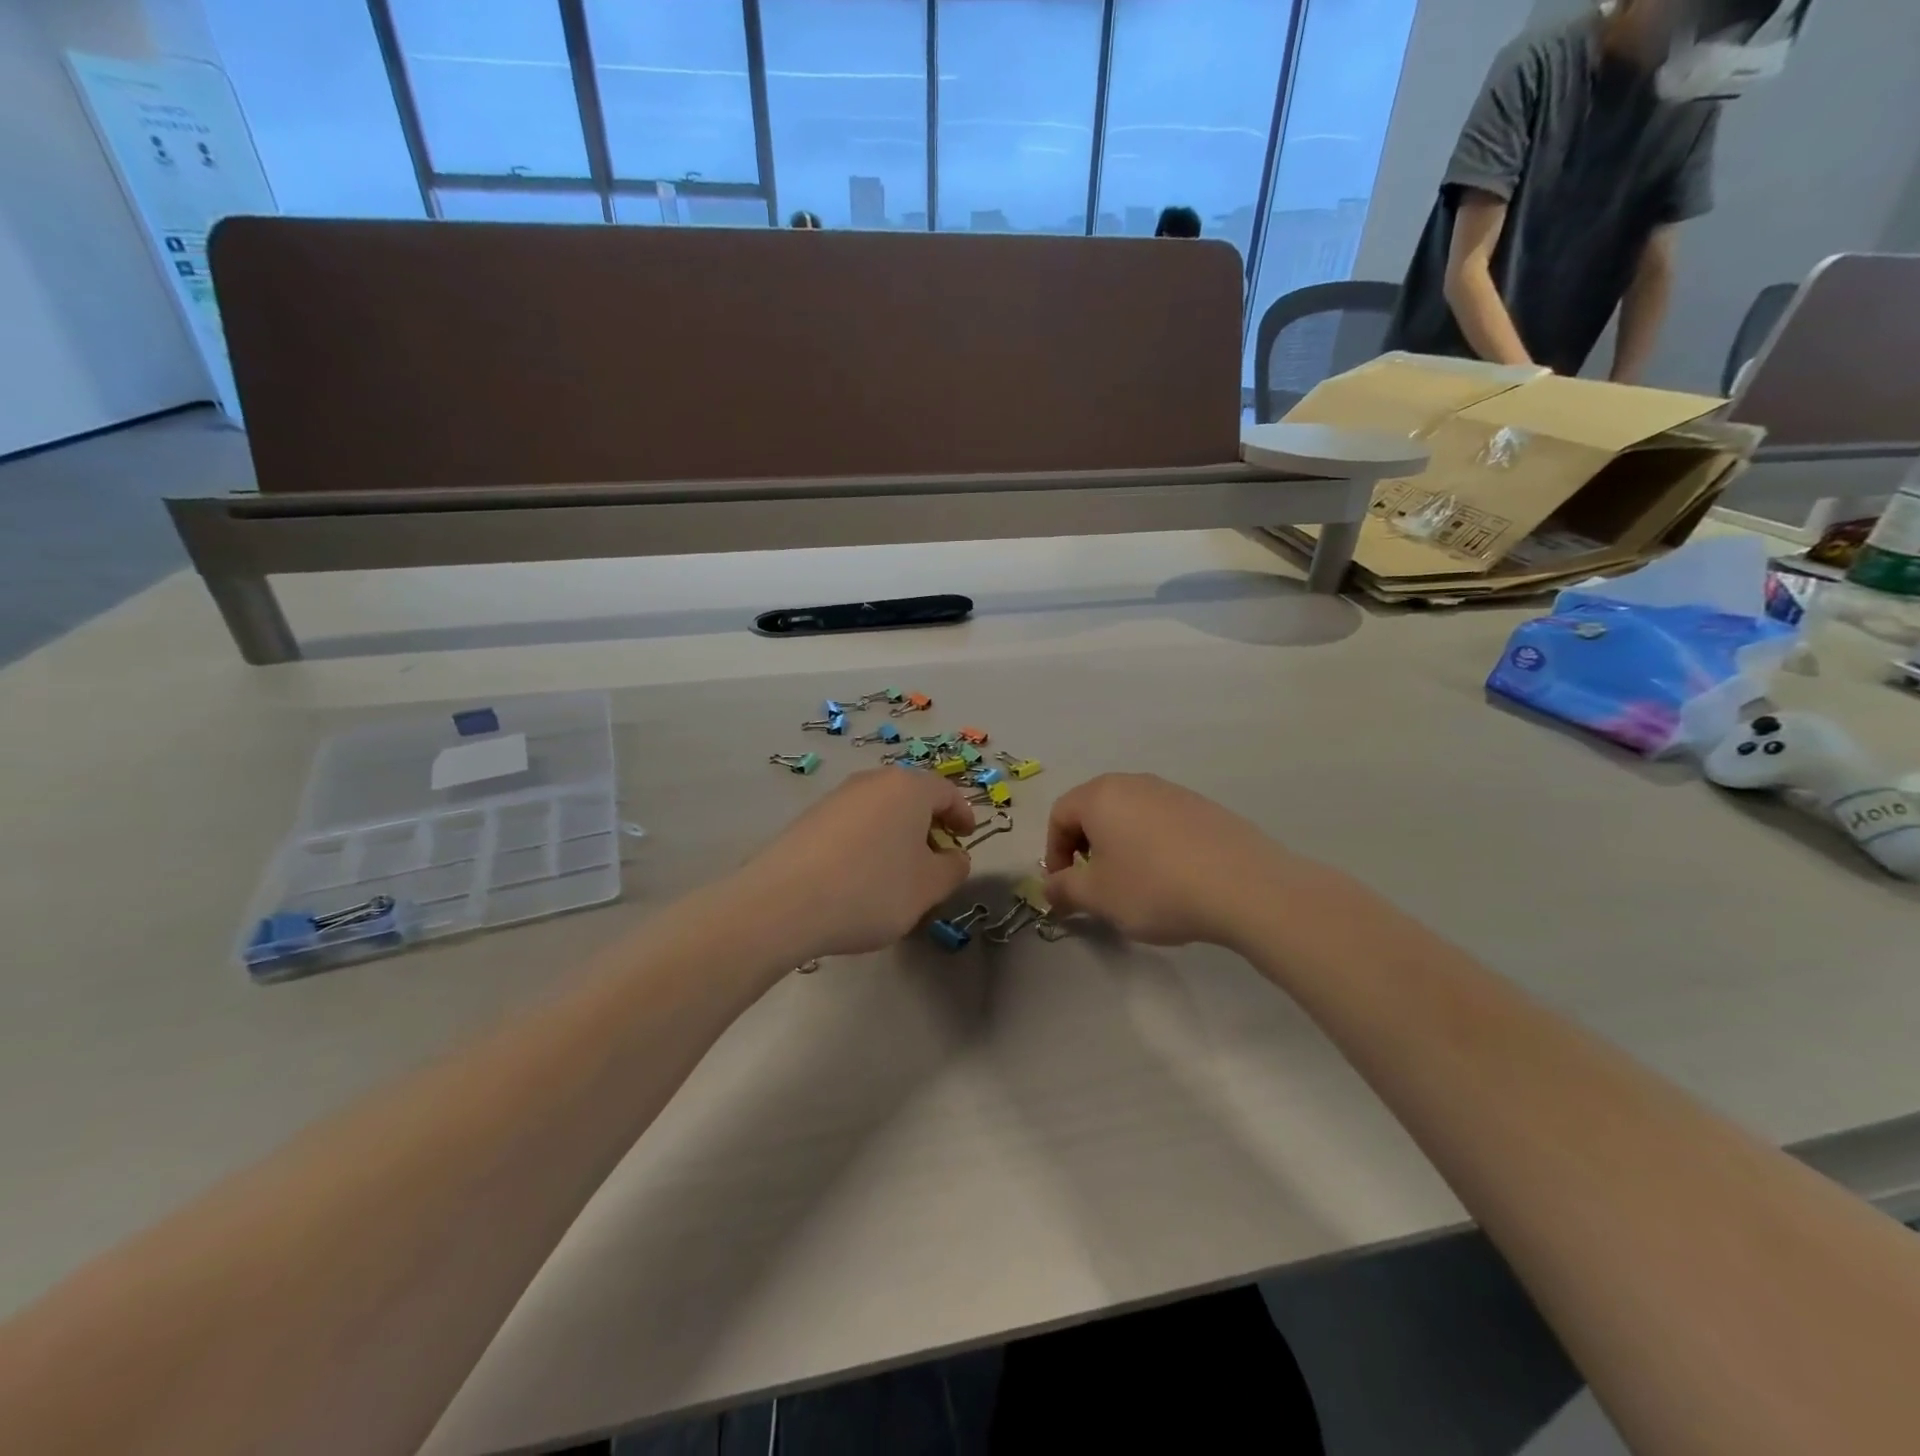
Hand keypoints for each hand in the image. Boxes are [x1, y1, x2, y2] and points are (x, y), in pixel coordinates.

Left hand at [739, 767, 975, 959]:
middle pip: (911, 796)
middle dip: (927, 824)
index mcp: (908, 788)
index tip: (966, 838)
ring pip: (880, 810)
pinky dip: (867, 842)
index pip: (946, 792)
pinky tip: (859, 877)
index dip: (962, 815)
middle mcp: (872, 782)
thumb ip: (952, 868)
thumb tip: (953, 857)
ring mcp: (836, 797)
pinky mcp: (809, 818)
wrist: (783, 903)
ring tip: (897, 872)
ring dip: (896, 834)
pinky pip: (852, 824)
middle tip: (934, 858)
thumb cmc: (871, 889)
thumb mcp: (928, 888)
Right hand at [1043, 774, 1299, 947]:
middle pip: (1094, 809)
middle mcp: (1135, 783)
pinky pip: (1162, 822)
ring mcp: (1173, 792)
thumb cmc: (1155, 887)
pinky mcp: (1204, 807)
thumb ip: (1064, 889)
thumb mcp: (1098, 896)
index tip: (1065, 887)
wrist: (1244, 887)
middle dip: (1085, 847)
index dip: (1054, 852)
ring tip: (1134, 883)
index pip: (1060, 814)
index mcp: (1101, 795)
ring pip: (1130, 815)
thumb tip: (1050, 888)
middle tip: (1094, 884)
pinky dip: (1153, 845)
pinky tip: (1172, 878)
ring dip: (1119, 845)